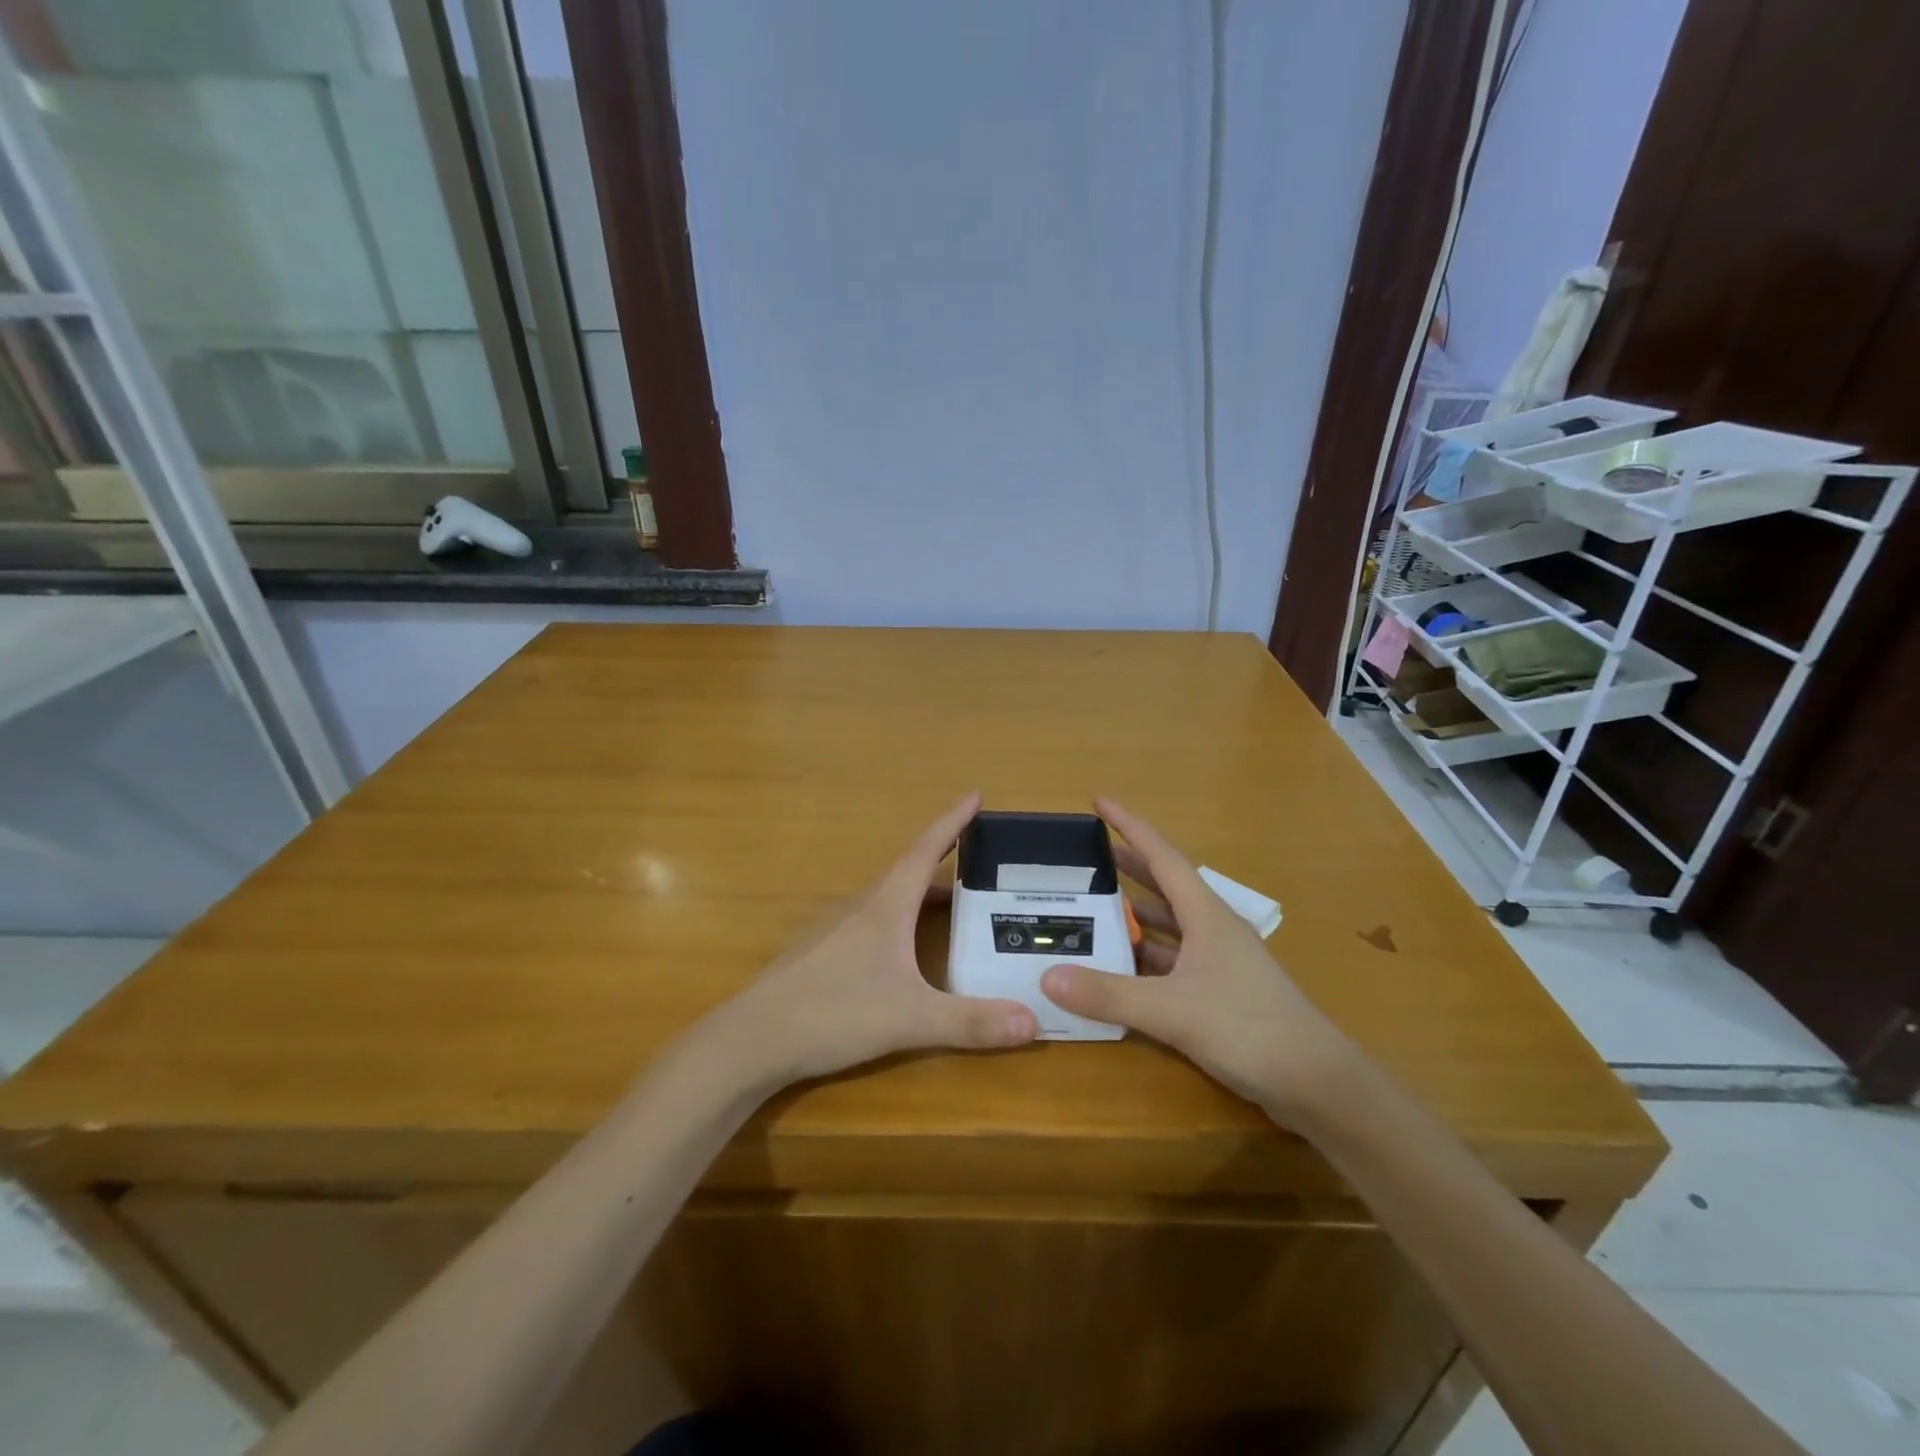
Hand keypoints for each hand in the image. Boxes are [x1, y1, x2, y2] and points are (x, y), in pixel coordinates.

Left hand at [709, 794, 1039, 1088]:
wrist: (752, 1040)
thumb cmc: (833, 1013)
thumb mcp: (910, 1019)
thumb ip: (971, 1022)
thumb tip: (1035, 1022)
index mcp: (885, 907)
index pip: (925, 851)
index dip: (952, 823)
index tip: (974, 796)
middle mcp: (860, 908)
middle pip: (910, 874)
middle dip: (947, 866)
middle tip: (982, 869)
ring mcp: (835, 931)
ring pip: (889, 901)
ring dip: (922, 897)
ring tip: (954, 910)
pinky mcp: (821, 956)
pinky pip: (872, 925)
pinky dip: (900, 923)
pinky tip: (904, 953)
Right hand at [1039, 798, 1355, 1121]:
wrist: (1316, 1083)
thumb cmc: (1248, 1028)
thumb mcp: (1171, 1010)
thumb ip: (1109, 994)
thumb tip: (1047, 976)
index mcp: (1206, 915)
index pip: (1162, 856)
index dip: (1130, 826)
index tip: (1099, 802)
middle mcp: (1212, 929)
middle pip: (1163, 885)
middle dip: (1126, 866)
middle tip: (1086, 855)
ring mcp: (1218, 961)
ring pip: (1168, 925)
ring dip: (1134, 915)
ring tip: (1093, 907)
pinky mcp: (1219, 992)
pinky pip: (1171, 960)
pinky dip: (1143, 956)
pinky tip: (1119, 967)